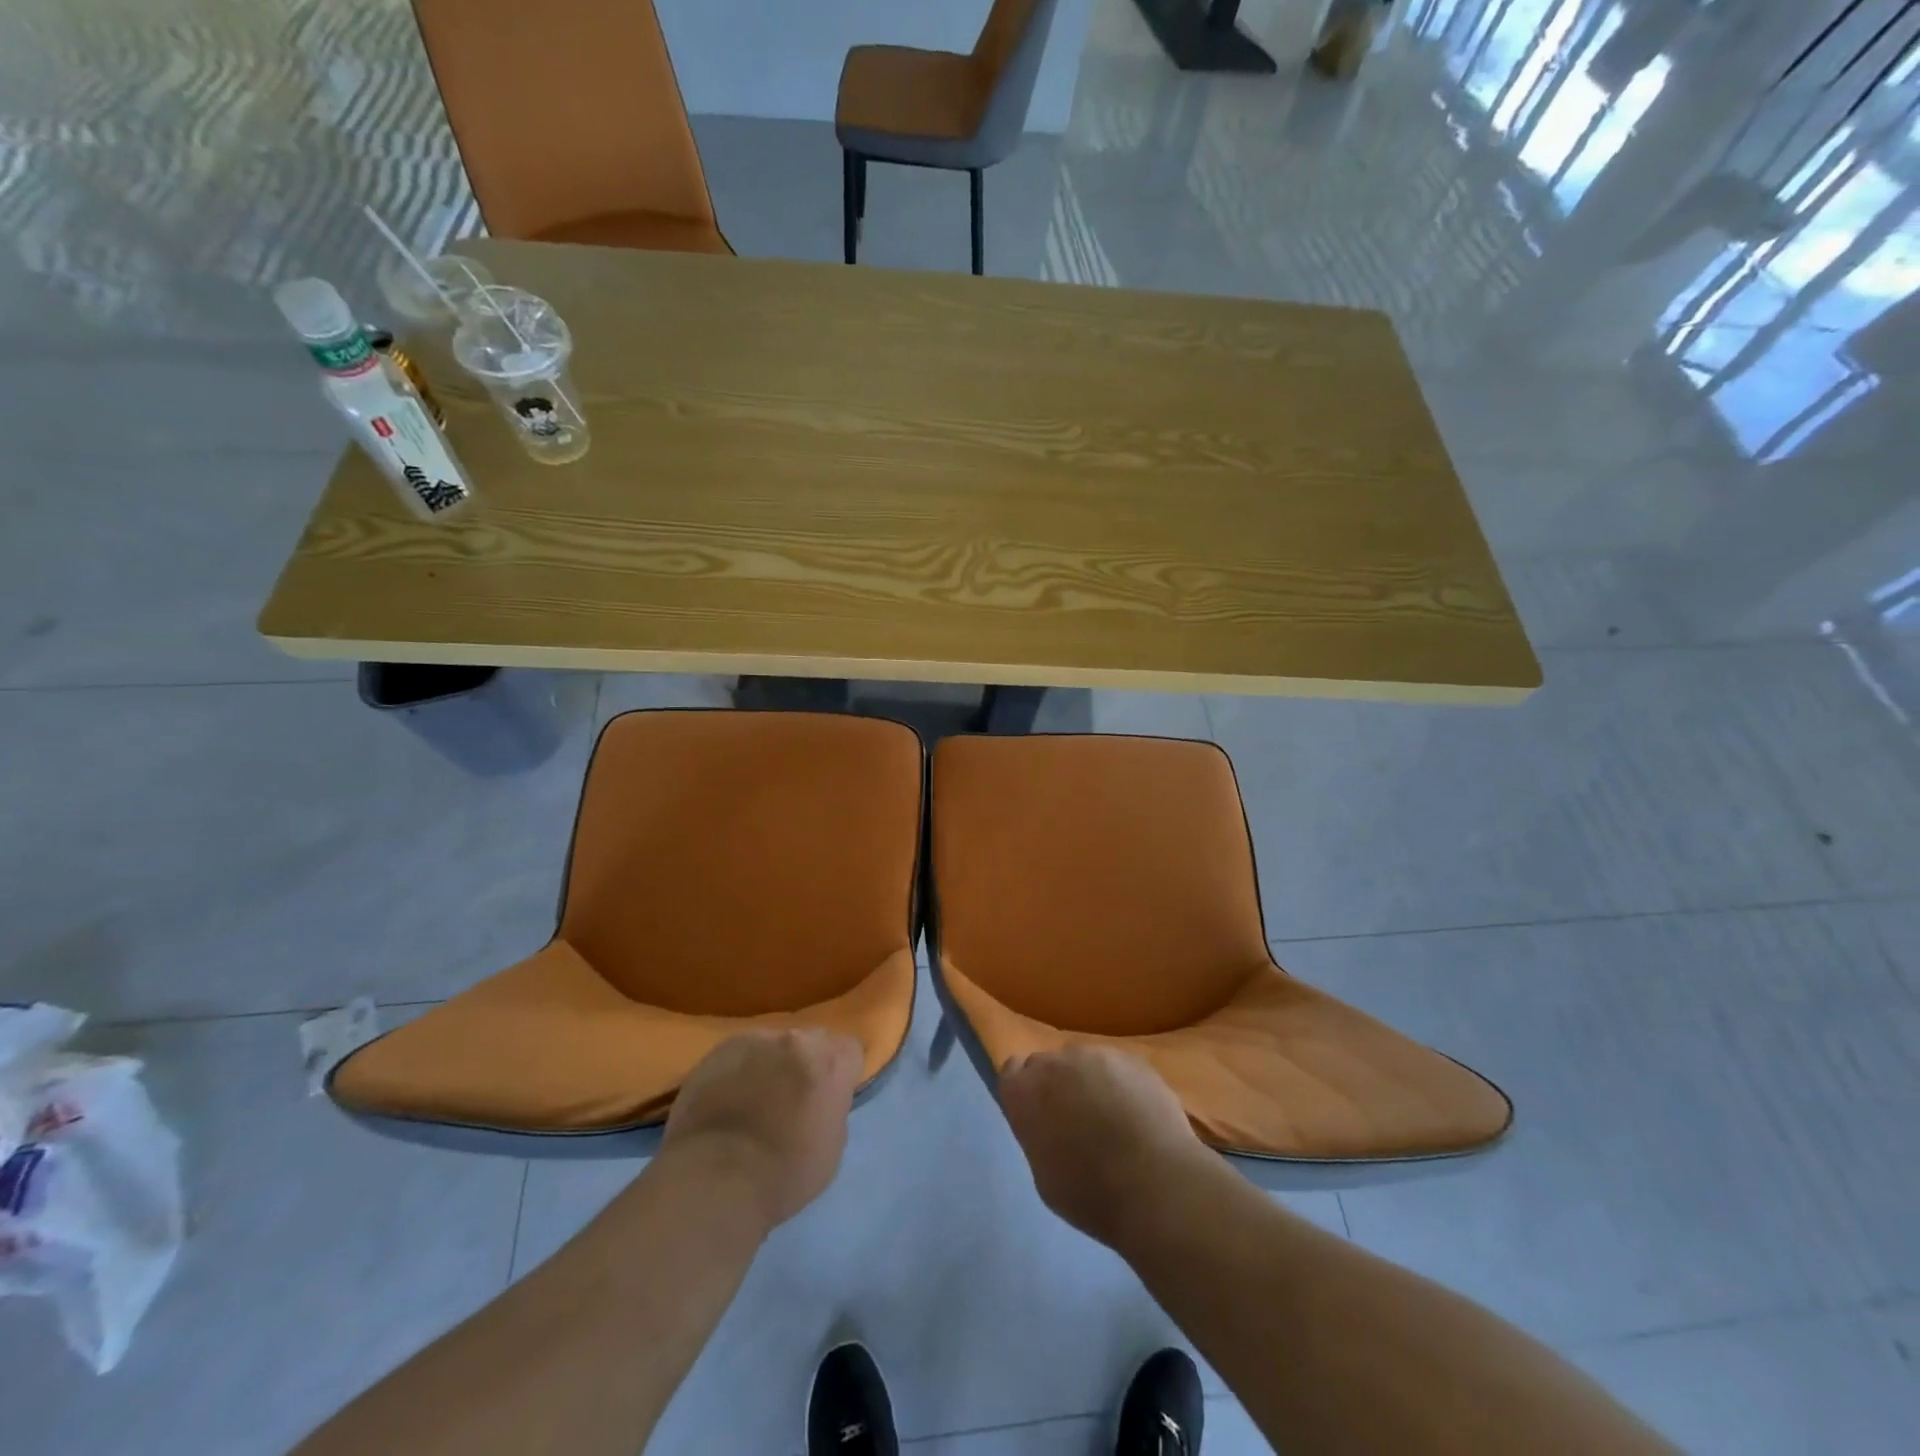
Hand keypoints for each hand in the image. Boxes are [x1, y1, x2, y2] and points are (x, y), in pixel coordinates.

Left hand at [661, 1029, 861, 1229]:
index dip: (840, 1075)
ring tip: (752, 1102)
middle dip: (805, 1064)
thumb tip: (819, 1102)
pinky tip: (725, 1102)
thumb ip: (831, 1109)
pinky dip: (737, 1072)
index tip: (828, 1099)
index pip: (849, 1051)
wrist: (714, 1179)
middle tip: (791, 1099)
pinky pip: (738, 1055)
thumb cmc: (784, 1175)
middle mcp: (797, 1040)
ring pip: (772, 1046)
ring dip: (769, 1066)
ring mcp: (755, 1040)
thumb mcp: (832, 1148)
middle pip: (811, 1042)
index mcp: (831, 1062)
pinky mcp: (718, 1050)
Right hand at [998, 1044, 1209, 1249]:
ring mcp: (1095, 1055)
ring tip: (1113, 1117)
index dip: (1027, 1091)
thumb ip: (1038, 1135)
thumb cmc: (1090, 1194)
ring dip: (1091, 1082)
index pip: (1013, 1072)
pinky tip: (1137, 1114)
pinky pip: (1117, 1067)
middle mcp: (1054, 1062)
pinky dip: (1122, 1084)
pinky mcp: (1131, 1058)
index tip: (1041, 1113)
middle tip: (1077, 1118)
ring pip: (1085, 1063)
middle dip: (1058, 1085)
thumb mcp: (1044, 1174)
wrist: (1156, 1185)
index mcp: (1023, 1091)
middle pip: (1049, 1064)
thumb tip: (1050, 1125)